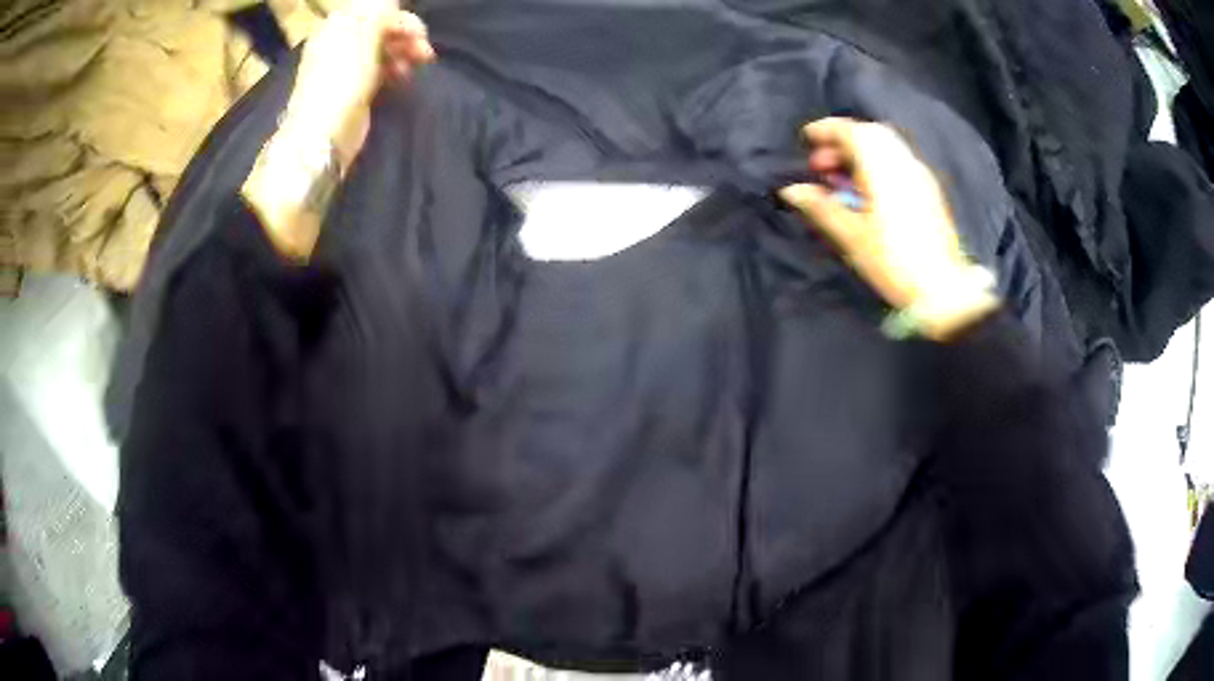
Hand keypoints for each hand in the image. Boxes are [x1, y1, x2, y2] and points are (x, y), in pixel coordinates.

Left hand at [283, 0, 434, 169]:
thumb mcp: (364, 34)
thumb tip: (393, 2)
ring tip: (415, 67)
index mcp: (337, 25)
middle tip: (425, 52)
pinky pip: (380, 68)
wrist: (323, 134)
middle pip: (381, 28)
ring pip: (384, 48)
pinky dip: (394, 69)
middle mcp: (340, 41)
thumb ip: (381, 12)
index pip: (376, 9)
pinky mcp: (354, 88)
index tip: (420, 33)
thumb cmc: (342, 78)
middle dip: (406, 35)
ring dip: (404, 52)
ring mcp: (346, 67)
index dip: (401, 18)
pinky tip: (403, 77)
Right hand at [778, 117, 998, 339]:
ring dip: (861, 153)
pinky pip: (899, 163)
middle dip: (842, 141)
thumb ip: (821, 206)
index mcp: (882, 168)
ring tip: (842, 181)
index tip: (806, 139)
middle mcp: (903, 163)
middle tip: (822, 165)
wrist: (942, 290)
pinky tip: (868, 192)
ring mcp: (920, 176)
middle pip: (870, 134)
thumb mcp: (851, 235)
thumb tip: (791, 190)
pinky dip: (878, 165)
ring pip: (886, 147)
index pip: (852, 131)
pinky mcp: (929, 192)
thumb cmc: (892, 261)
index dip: (826, 130)